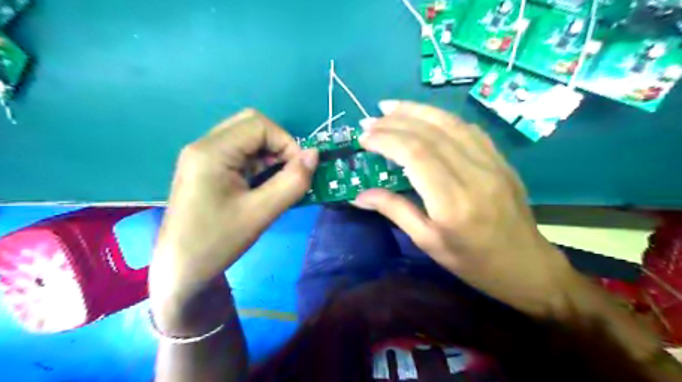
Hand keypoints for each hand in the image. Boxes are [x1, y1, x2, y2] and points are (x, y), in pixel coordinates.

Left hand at [149, 109, 318, 309]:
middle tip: (289, 172)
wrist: (180, 271)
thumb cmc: (217, 242)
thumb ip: (292, 182)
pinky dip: (258, 164)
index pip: (259, 125)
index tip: (299, 170)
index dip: (287, 142)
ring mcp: (202, 157)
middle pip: (251, 126)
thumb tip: (315, 155)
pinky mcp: (206, 170)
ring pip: (246, 139)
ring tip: (278, 182)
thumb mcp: (261, 213)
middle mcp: (204, 146)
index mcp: (212, 151)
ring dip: (269, 155)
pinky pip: (239, 154)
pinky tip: (263, 186)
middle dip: (278, 146)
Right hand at [357, 100, 580, 316]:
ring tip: (390, 107)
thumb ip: (395, 211)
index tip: (364, 137)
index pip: (415, 154)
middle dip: (395, 121)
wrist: (526, 266)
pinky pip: (467, 129)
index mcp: (452, 201)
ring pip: (450, 123)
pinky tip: (424, 117)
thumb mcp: (428, 242)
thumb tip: (359, 194)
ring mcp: (491, 162)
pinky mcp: (500, 159)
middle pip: (430, 133)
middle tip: (370, 120)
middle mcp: (473, 174)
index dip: (386, 139)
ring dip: (417, 111)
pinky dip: (441, 118)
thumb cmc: (472, 262)